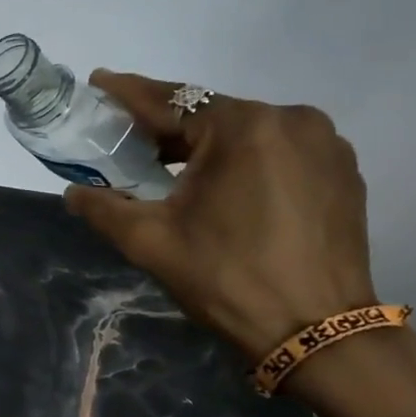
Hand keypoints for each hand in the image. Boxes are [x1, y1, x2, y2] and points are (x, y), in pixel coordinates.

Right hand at [64, 72, 376, 357]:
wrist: (318, 334)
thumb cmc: (227, 279)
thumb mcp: (150, 242)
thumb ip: (103, 207)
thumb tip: (73, 192)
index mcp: (243, 127)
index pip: (171, 100)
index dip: (127, 93)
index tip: (98, 82)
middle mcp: (291, 120)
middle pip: (209, 115)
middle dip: (166, 128)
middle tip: (128, 142)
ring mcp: (324, 144)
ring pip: (245, 132)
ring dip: (206, 145)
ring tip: (172, 169)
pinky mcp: (342, 170)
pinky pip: (277, 151)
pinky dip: (244, 160)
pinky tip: (224, 188)